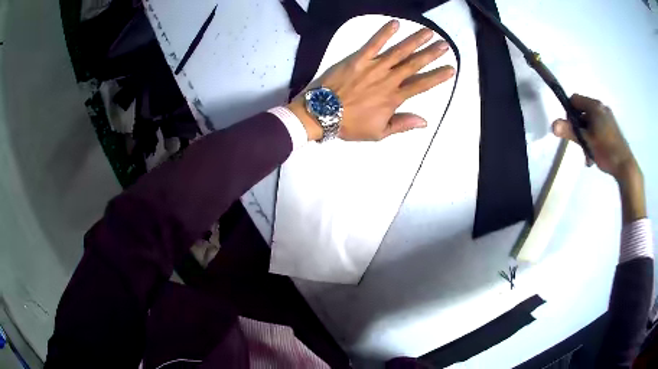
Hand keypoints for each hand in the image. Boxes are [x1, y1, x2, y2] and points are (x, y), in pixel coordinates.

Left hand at [287, 20, 455, 141]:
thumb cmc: (349, 125)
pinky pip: (373, 44)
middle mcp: (388, 79)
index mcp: (394, 98)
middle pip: (415, 64)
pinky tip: (395, 23)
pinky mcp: (358, 59)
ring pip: (399, 51)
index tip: (450, 69)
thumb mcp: (378, 133)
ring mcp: (374, 67)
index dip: (437, 77)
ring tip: (428, 32)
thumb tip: (425, 121)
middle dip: (432, 54)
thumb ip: (402, 124)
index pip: (422, 85)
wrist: (321, 114)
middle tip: (445, 45)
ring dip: (415, 41)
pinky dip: (384, 33)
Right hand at [552, 94, 645, 223]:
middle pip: (582, 112)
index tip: (570, 128)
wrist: (625, 167)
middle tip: (580, 145)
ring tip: (588, 154)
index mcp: (595, 106)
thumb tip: (552, 125)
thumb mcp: (586, 141)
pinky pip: (598, 128)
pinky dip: (594, 138)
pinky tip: (595, 154)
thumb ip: (570, 131)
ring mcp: (608, 118)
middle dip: (578, 129)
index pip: (575, 100)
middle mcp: (601, 107)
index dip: (569, 112)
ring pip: (590, 122)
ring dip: (586, 136)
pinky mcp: (612, 128)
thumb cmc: (606, 151)